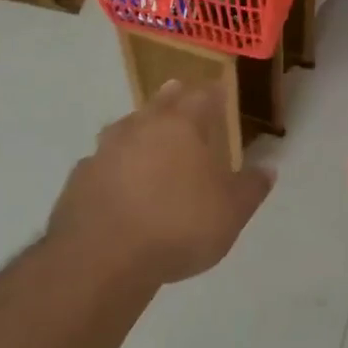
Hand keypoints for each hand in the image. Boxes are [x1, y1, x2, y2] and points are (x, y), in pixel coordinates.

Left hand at [50, 80, 272, 287]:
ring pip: (125, 128)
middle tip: (178, 90)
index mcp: (181, 126)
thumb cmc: (177, 226)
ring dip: (138, 128)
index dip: (212, 92)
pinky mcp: (79, 178)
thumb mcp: (230, 213)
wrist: (101, 259)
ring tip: (146, 135)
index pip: (202, 96)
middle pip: (160, 102)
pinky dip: (112, 165)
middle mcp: (141, 127)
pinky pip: (101, 162)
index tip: (218, 89)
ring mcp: (105, 151)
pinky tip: (116, 181)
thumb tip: (267, 169)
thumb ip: (251, 188)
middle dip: (172, 96)